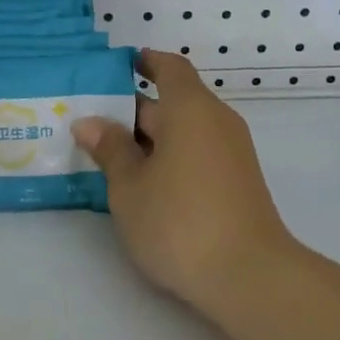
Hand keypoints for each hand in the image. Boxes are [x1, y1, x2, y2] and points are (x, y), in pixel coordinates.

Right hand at [72, 50, 295, 309]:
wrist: (249, 276)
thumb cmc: (180, 222)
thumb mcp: (130, 186)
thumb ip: (110, 149)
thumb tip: (90, 122)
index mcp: (191, 109)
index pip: (169, 67)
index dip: (144, 62)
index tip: (117, 67)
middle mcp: (217, 121)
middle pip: (174, 100)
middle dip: (133, 109)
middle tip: (90, 122)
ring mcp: (232, 152)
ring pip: (184, 130)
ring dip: (149, 137)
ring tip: (107, 154)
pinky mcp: (237, 181)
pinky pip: (197, 152)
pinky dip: (169, 156)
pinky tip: (142, 182)